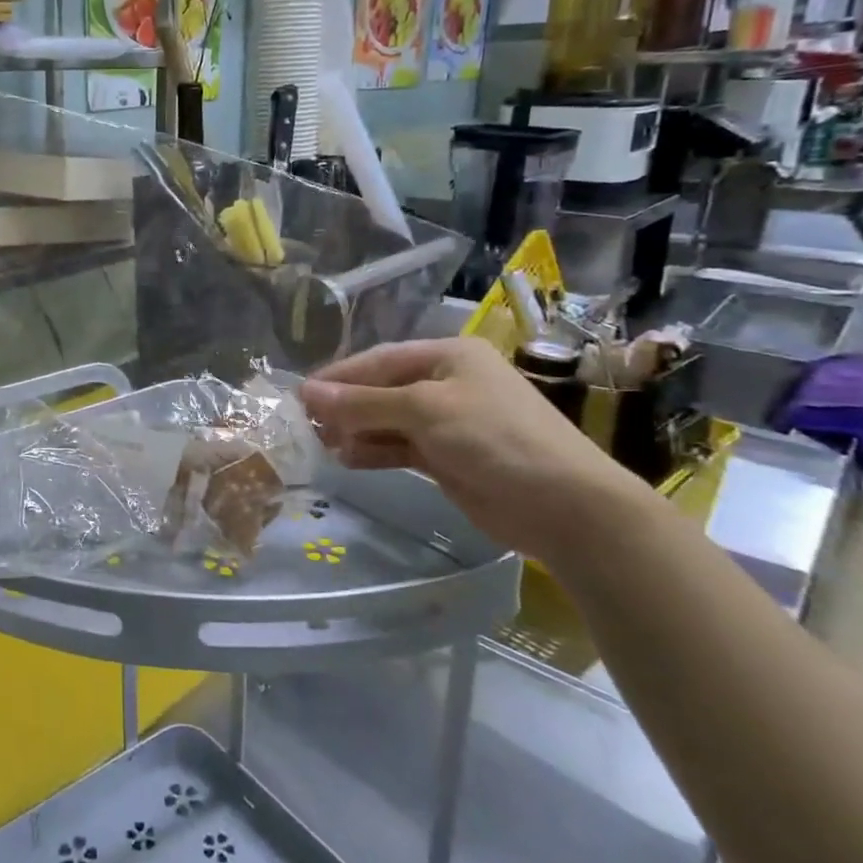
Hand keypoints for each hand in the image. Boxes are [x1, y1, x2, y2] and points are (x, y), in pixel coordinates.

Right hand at [300, 337, 655, 564]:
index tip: (299, 395)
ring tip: (322, 445)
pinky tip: (348, 460)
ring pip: (387, 420)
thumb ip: (363, 403)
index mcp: (447, 356)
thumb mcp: (424, 411)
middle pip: (381, 389)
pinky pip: (400, 447)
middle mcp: (447, 383)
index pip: (379, 360)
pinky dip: (375, 451)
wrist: (564, 505)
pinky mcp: (448, 457)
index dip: (338, 377)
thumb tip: (307, 392)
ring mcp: (448, 422)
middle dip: (345, 407)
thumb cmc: (494, 438)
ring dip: (356, 431)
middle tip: (306, 426)